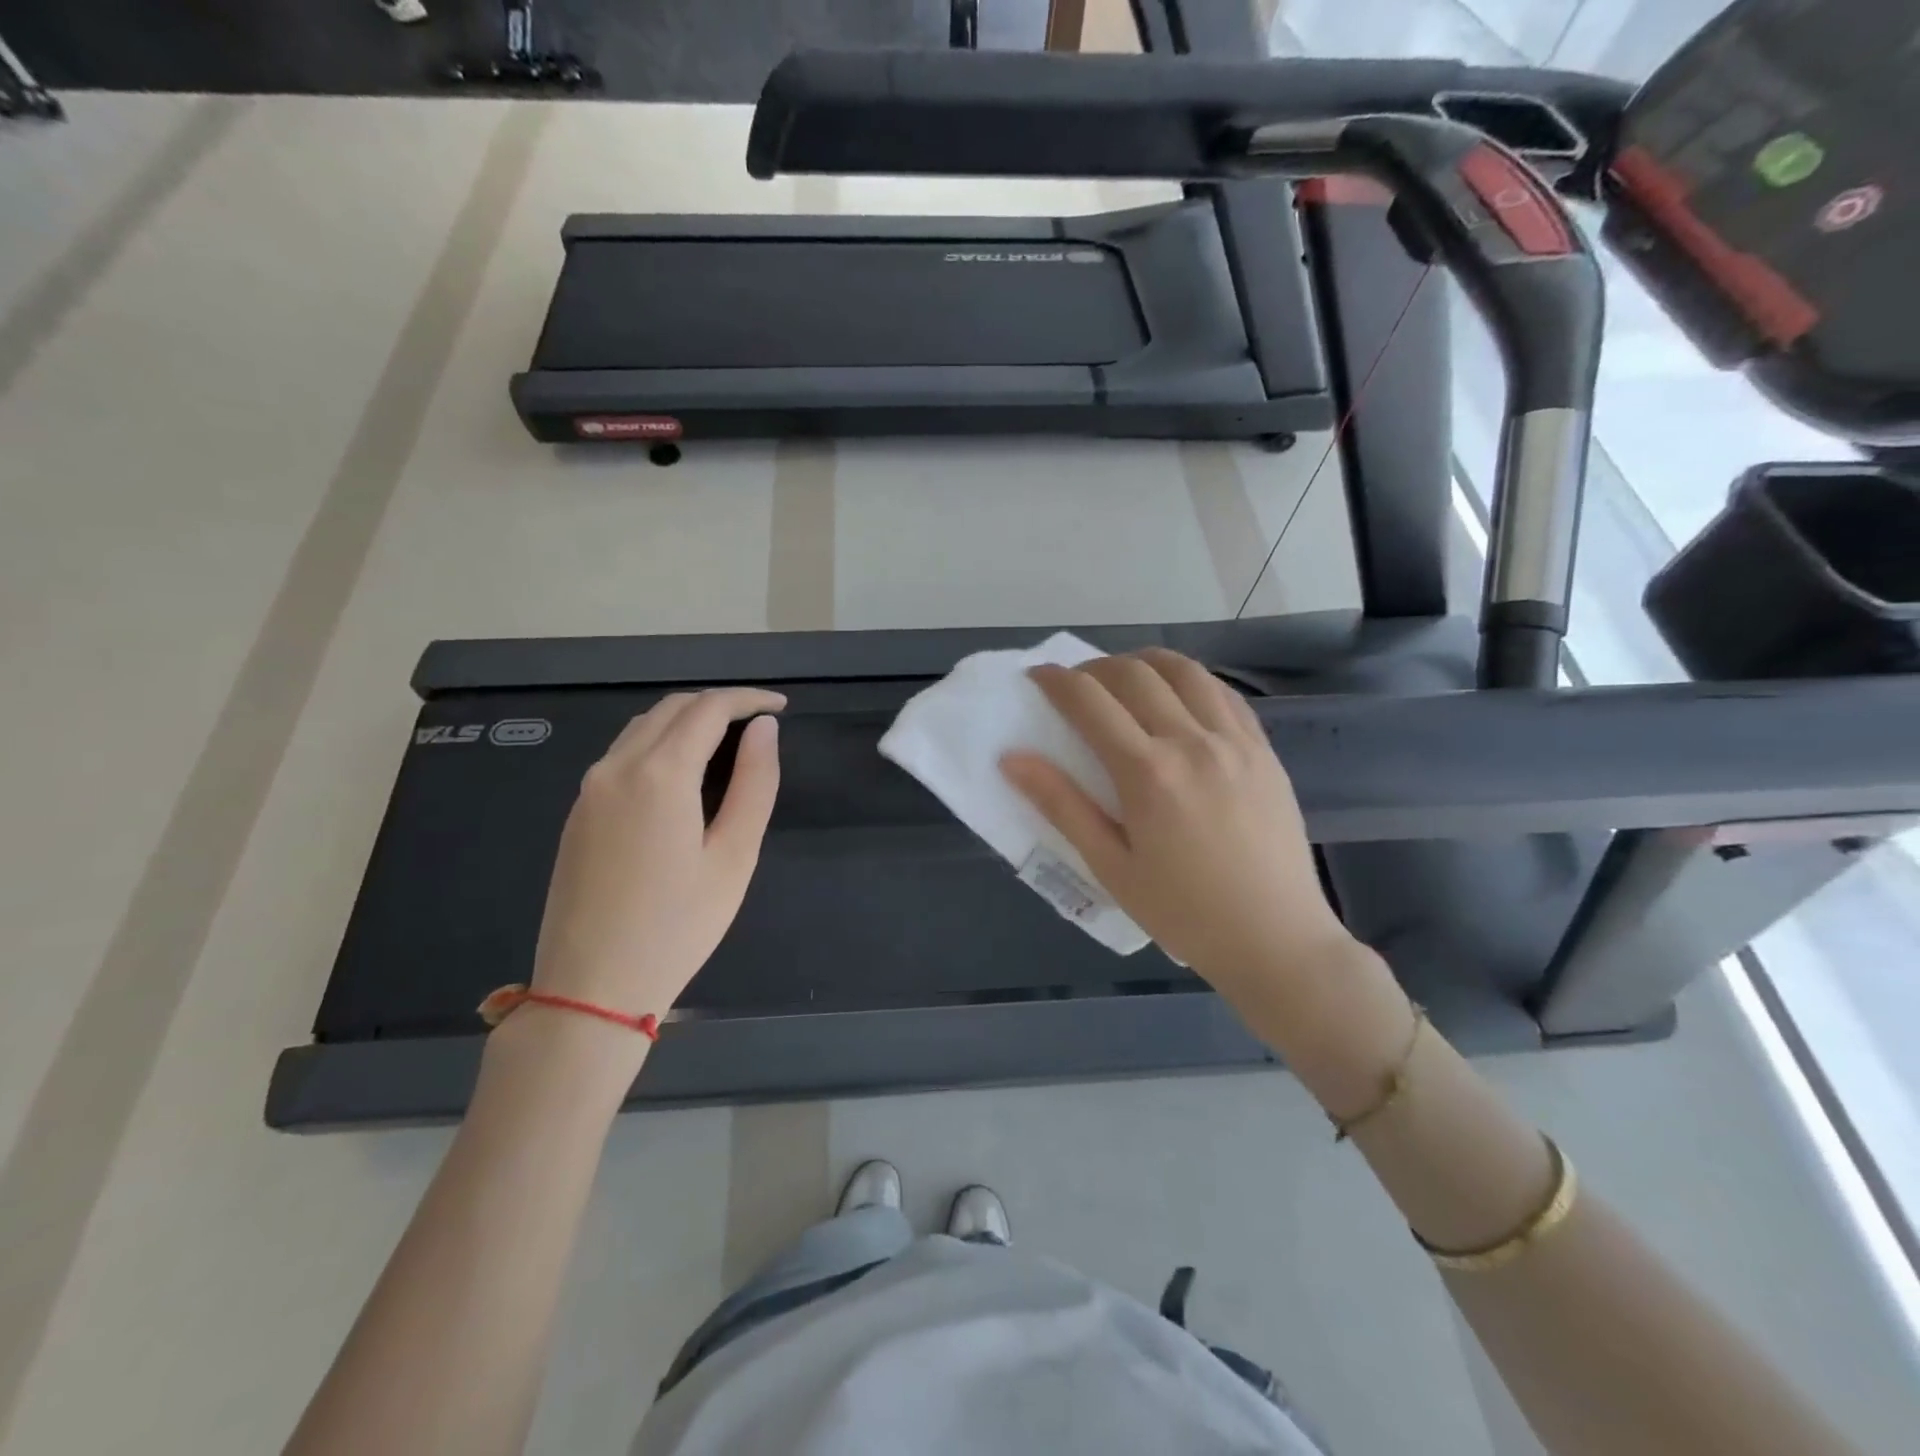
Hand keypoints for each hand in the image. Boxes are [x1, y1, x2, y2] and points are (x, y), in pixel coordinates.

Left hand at [529, 688, 783, 1033]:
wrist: (592, 986)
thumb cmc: (678, 925)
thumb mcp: (734, 856)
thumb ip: (754, 784)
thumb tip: (765, 729)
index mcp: (660, 774)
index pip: (708, 708)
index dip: (748, 699)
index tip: (781, 707)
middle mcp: (616, 766)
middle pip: (672, 708)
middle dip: (719, 705)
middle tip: (759, 725)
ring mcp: (590, 788)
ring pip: (642, 727)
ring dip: (686, 720)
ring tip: (726, 743)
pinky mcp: (578, 812)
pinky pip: (622, 754)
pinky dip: (659, 743)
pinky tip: (682, 773)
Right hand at [1002, 649, 1362, 1025]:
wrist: (1275, 939)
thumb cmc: (1183, 912)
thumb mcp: (1110, 867)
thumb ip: (1061, 806)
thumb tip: (1012, 759)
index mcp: (1147, 773)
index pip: (1090, 701)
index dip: (1057, 680)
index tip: (1038, 676)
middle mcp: (1192, 742)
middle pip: (1134, 674)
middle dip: (1095, 668)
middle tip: (1076, 686)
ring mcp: (1235, 741)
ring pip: (1185, 670)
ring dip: (1145, 662)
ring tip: (1125, 680)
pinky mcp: (1264, 750)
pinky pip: (1224, 693)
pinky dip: (1191, 681)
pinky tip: (1178, 699)